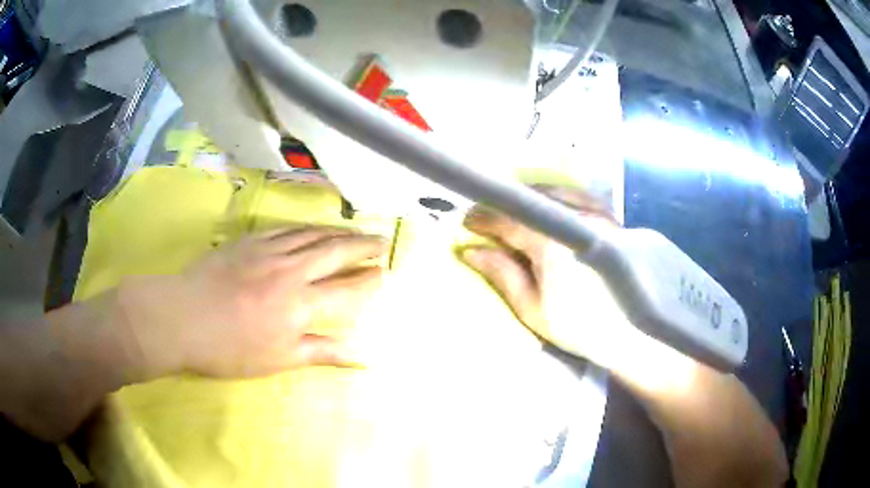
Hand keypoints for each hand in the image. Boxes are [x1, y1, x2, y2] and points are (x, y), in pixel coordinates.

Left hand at [118, 227, 387, 378]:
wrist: (183, 318)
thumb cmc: (231, 348)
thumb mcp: (279, 359)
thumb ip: (322, 352)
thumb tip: (361, 355)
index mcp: (300, 305)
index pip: (346, 289)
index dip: (368, 281)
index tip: (384, 273)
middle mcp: (291, 271)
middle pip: (335, 252)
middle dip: (362, 246)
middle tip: (382, 240)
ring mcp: (269, 251)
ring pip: (312, 235)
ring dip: (338, 233)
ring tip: (355, 231)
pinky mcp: (249, 241)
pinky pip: (285, 229)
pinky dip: (306, 227)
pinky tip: (313, 227)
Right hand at [459, 186, 623, 361]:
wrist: (635, 331)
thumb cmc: (581, 327)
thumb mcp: (534, 309)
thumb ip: (503, 275)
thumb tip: (471, 251)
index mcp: (551, 243)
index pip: (508, 219)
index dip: (483, 218)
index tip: (466, 223)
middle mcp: (575, 217)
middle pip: (529, 199)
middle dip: (503, 207)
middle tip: (486, 220)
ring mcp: (596, 213)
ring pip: (554, 192)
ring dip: (528, 199)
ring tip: (514, 213)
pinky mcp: (610, 217)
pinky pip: (577, 195)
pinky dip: (556, 197)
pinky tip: (549, 208)